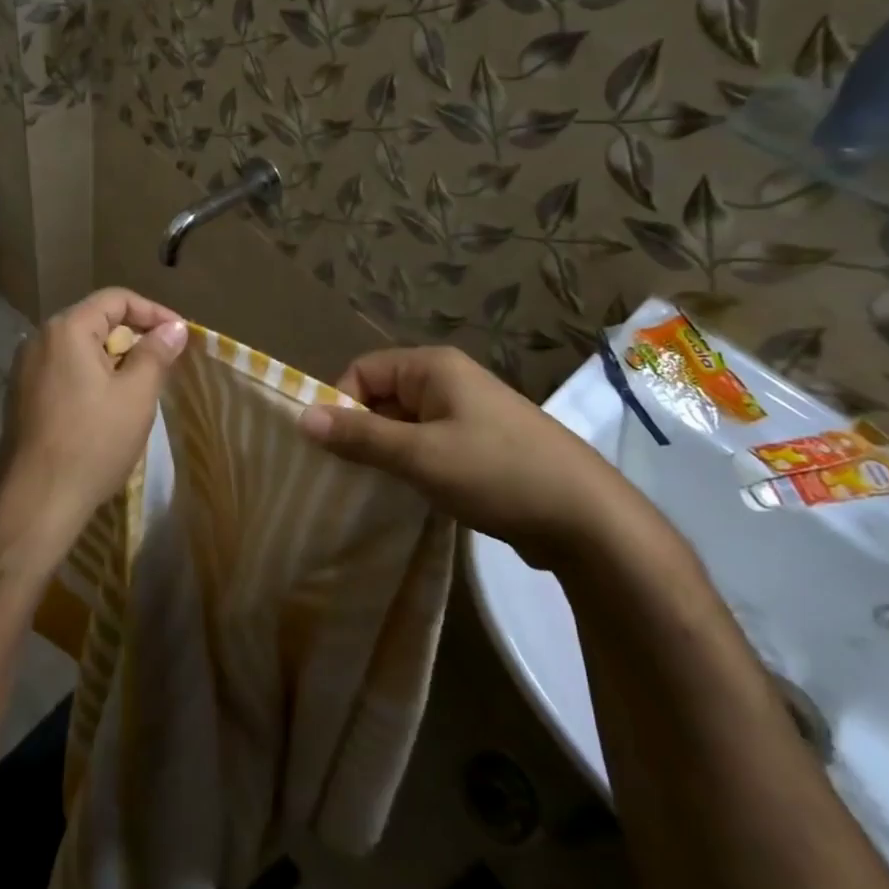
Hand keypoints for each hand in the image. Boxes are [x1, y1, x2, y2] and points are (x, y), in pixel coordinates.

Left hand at [0, 287, 188, 562]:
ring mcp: (25, 370)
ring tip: (142, 386)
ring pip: (80, 348)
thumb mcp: (136, 395)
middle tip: (165, 363)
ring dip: (114, 359)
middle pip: (96, 321)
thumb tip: (174, 327)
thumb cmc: (92, 442)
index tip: (180, 336)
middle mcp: (39, 340)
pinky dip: (92, 377)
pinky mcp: (21, 397)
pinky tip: (108, 407)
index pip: (116, 299)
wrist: (36, 502)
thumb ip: (156, 353)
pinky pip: (64, 371)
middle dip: (134, 336)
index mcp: (66, 329)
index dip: (154, 312)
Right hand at [297, 346, 650, 565]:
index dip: (341, 404)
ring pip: (404, 425)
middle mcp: (449, 382)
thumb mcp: (420, 455)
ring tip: (374, 489)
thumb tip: (301, 417)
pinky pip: (428, 446)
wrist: (588, 520)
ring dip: (385, 453)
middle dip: (361, 432)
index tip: (334, 449)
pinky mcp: (479, 447)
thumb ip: (360, 436)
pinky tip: (408, 496)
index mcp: (434, 368)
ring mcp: (467, 415)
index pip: (362, 371)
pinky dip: (411, 466)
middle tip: (346, 475)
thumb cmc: (497, 472)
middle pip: (382, 396)